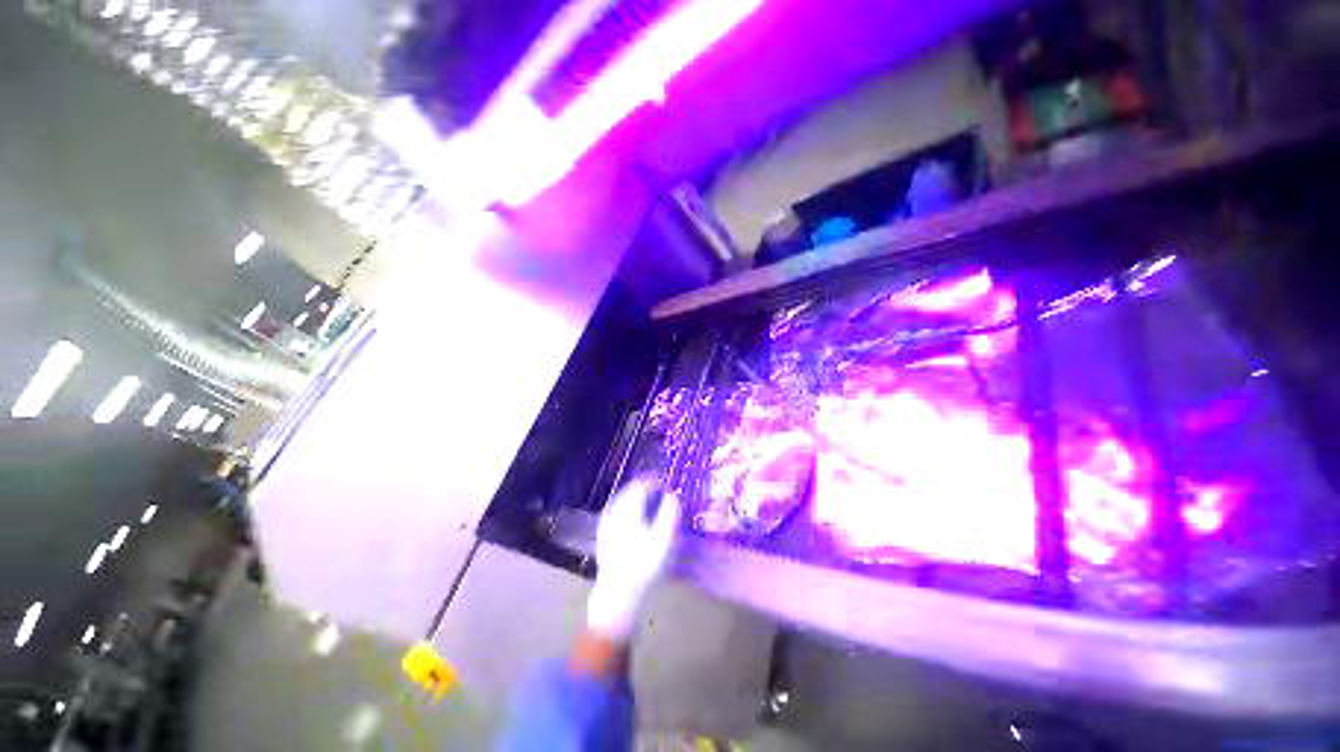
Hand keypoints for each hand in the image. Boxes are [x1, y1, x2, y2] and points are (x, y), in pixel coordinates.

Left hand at [586, 477, 679, 639]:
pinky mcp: (603, 537)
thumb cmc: (645, 567)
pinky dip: (627, 510)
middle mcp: (614, 512)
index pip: (641, 484)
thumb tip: (672, 495)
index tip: (666, 483)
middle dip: (645, 488)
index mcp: (629, 509)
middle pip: (629, 491)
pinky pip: (616, 513)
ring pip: (621, 501)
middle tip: (660, 491)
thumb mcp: (665, 540)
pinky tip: (634, 518)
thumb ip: (670, 513)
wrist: (619, 597)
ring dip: (636, 498)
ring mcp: (606, 524)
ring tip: (650, 503)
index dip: (654, 481)